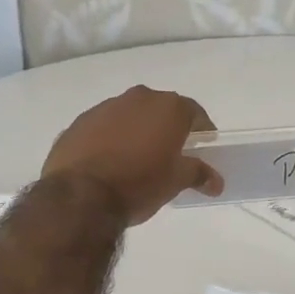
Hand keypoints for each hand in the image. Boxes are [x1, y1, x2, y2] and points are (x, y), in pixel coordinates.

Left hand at [41, 85, 223, 224]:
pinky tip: (108, 162)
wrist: (80, 195)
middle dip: (166, 127)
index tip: (203, 144)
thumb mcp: (175, 181)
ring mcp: (104, 107)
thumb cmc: (139, 184)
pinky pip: (102, 127)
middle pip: (159, 109)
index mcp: (167, 108)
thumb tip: (216, 181)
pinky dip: (109, 138)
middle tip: (170, 152)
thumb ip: (198, 174)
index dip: (201, 128)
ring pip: (129, 115)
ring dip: (135, 131)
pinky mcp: (78, 122)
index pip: (193, 112)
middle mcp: (137, 98)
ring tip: (136, 159)